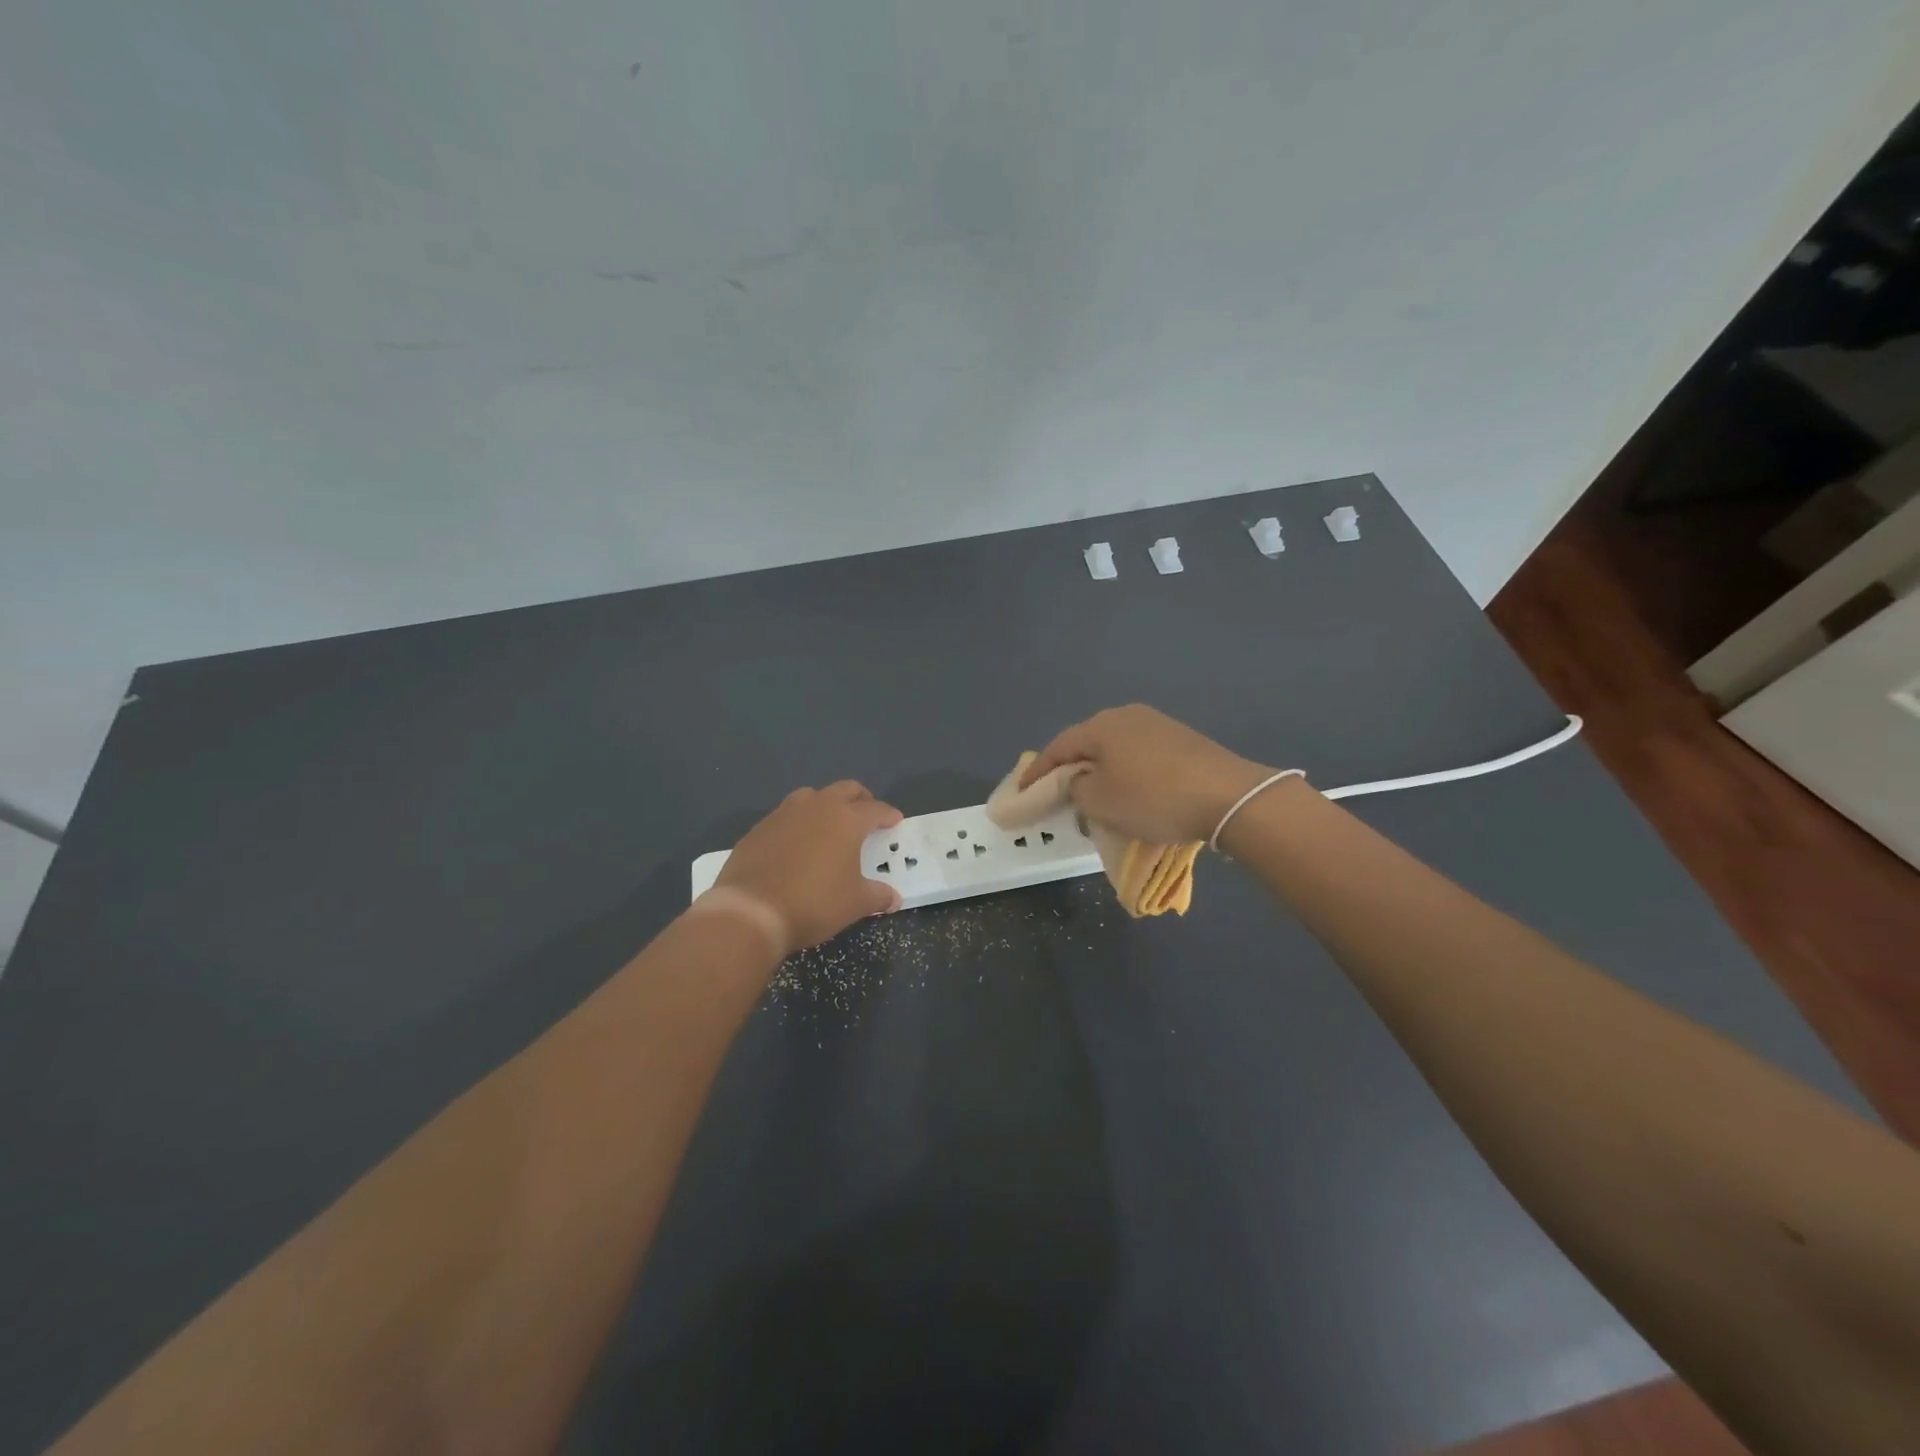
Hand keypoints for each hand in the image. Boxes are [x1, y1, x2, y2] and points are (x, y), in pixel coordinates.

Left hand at [716, 782, 903, 953]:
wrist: (751, 911)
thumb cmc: (814, 903)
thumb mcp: (854, 904)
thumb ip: (877, 896)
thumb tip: (894, 898)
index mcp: (846, 820)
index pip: (875, 809)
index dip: (888, 814)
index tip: (895, 821)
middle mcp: (817, 807)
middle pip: (845, 789)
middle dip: (860, 799)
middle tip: (866, 814)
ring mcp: (784, 814)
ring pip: (811, 796)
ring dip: (825, 804)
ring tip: (829, 824)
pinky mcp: (759, 828)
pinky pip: (785, 816)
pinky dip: (798, 823)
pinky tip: (797, 844)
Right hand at [1021, 705, 1278, 843]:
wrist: (1227, 796)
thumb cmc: (1152, 797)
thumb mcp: (1098, 801)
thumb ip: (1074, 789)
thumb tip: (1078, 782)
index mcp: (1100, 726)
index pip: (1057, 748)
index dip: (1036, 773)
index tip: (1022, 794)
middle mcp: (1126, 716)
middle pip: (1086, 745)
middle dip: (1069, 772)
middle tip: (1057, 797)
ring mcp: (1157, 725)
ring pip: (1114, 751)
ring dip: (1100, 775)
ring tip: (1094, 800)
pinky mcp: (1182, 741)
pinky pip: (1139, 757)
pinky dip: (1126, 776)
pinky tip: (1131, 795)